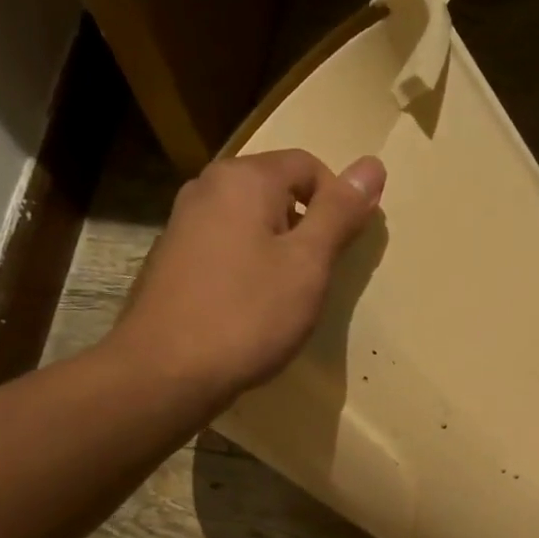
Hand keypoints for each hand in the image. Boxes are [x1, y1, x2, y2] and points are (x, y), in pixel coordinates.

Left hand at [109, 149, 386, 401]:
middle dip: (306, 228)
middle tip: (317, 280)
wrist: (165, 372)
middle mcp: (207, 187)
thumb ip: (339, 214)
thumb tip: (372, 165)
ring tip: (286, 298)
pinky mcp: (172, 260)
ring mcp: (183, 223)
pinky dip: (248, 267)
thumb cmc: (247, 316)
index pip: (309, 166)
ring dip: (278, 251)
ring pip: (250, 222)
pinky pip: (225, 247)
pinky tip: (249, 309)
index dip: (338, 204)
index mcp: (244, 178)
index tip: (343, 254)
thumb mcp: (307, 266)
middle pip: (276, 190)